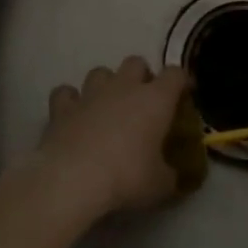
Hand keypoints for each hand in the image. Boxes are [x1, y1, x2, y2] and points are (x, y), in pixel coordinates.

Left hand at [33, 57, 190, 220]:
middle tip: (143, 101)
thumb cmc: (127, 177)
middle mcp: (124, 86)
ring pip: (100, 72)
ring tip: (107, 106)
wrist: (74, 178)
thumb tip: (173, 176)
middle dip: (141, 76)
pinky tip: (73, 114)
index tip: (184, 94)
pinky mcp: (63, 107)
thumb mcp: (160, 185)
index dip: (181, 81)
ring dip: (106, 84)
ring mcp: (91, 93)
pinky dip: (70, 100)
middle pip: (136, 62)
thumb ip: (170, 176)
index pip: (175, 75)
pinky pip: (66, 93)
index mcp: (155, 99)